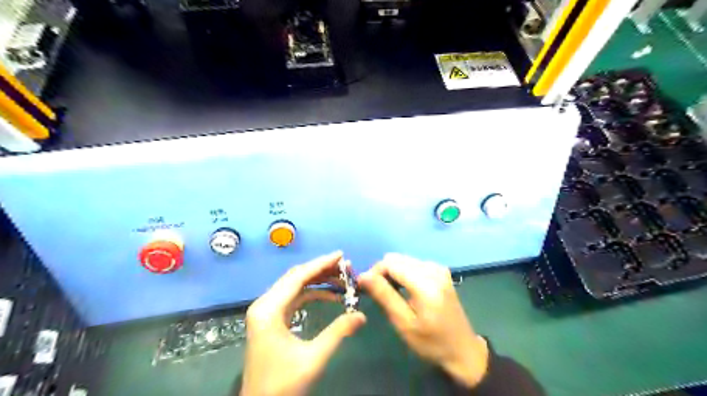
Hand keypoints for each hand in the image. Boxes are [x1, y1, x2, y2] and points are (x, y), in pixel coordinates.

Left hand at [241, 252, 367, 394]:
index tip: (341, 255)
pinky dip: (312, 294)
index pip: (298, 277)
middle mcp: (265, 304)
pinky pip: (294, 298)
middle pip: (296, 277)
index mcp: (269, 309)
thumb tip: (362, 315)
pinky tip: (331, 296)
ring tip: (342, 280)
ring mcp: (267, 311)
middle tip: (346, 268)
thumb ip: (338, 332)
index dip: (321, 264)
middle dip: (322, 270)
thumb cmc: (282, 384)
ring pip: (295, 286)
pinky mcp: (272, 319)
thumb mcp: (313, 358)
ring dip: (318, 281)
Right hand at [357, 256, 489, 387]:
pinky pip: (413, 264)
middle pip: (396, 258)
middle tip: (376, 293)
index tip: (365, 289)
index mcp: (426, 283)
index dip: (374, 272)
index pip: (390, 263)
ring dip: (392, 273)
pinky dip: (403, 273)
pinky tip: (403, 289)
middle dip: (382, 272)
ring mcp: (438, 268)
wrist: (463, 350)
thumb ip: (384, 296)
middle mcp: (433, 269)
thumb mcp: (404, 323)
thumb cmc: (431, 342)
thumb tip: (363, 276)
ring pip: (403, 260)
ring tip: (389, 293)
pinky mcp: (440, 271)